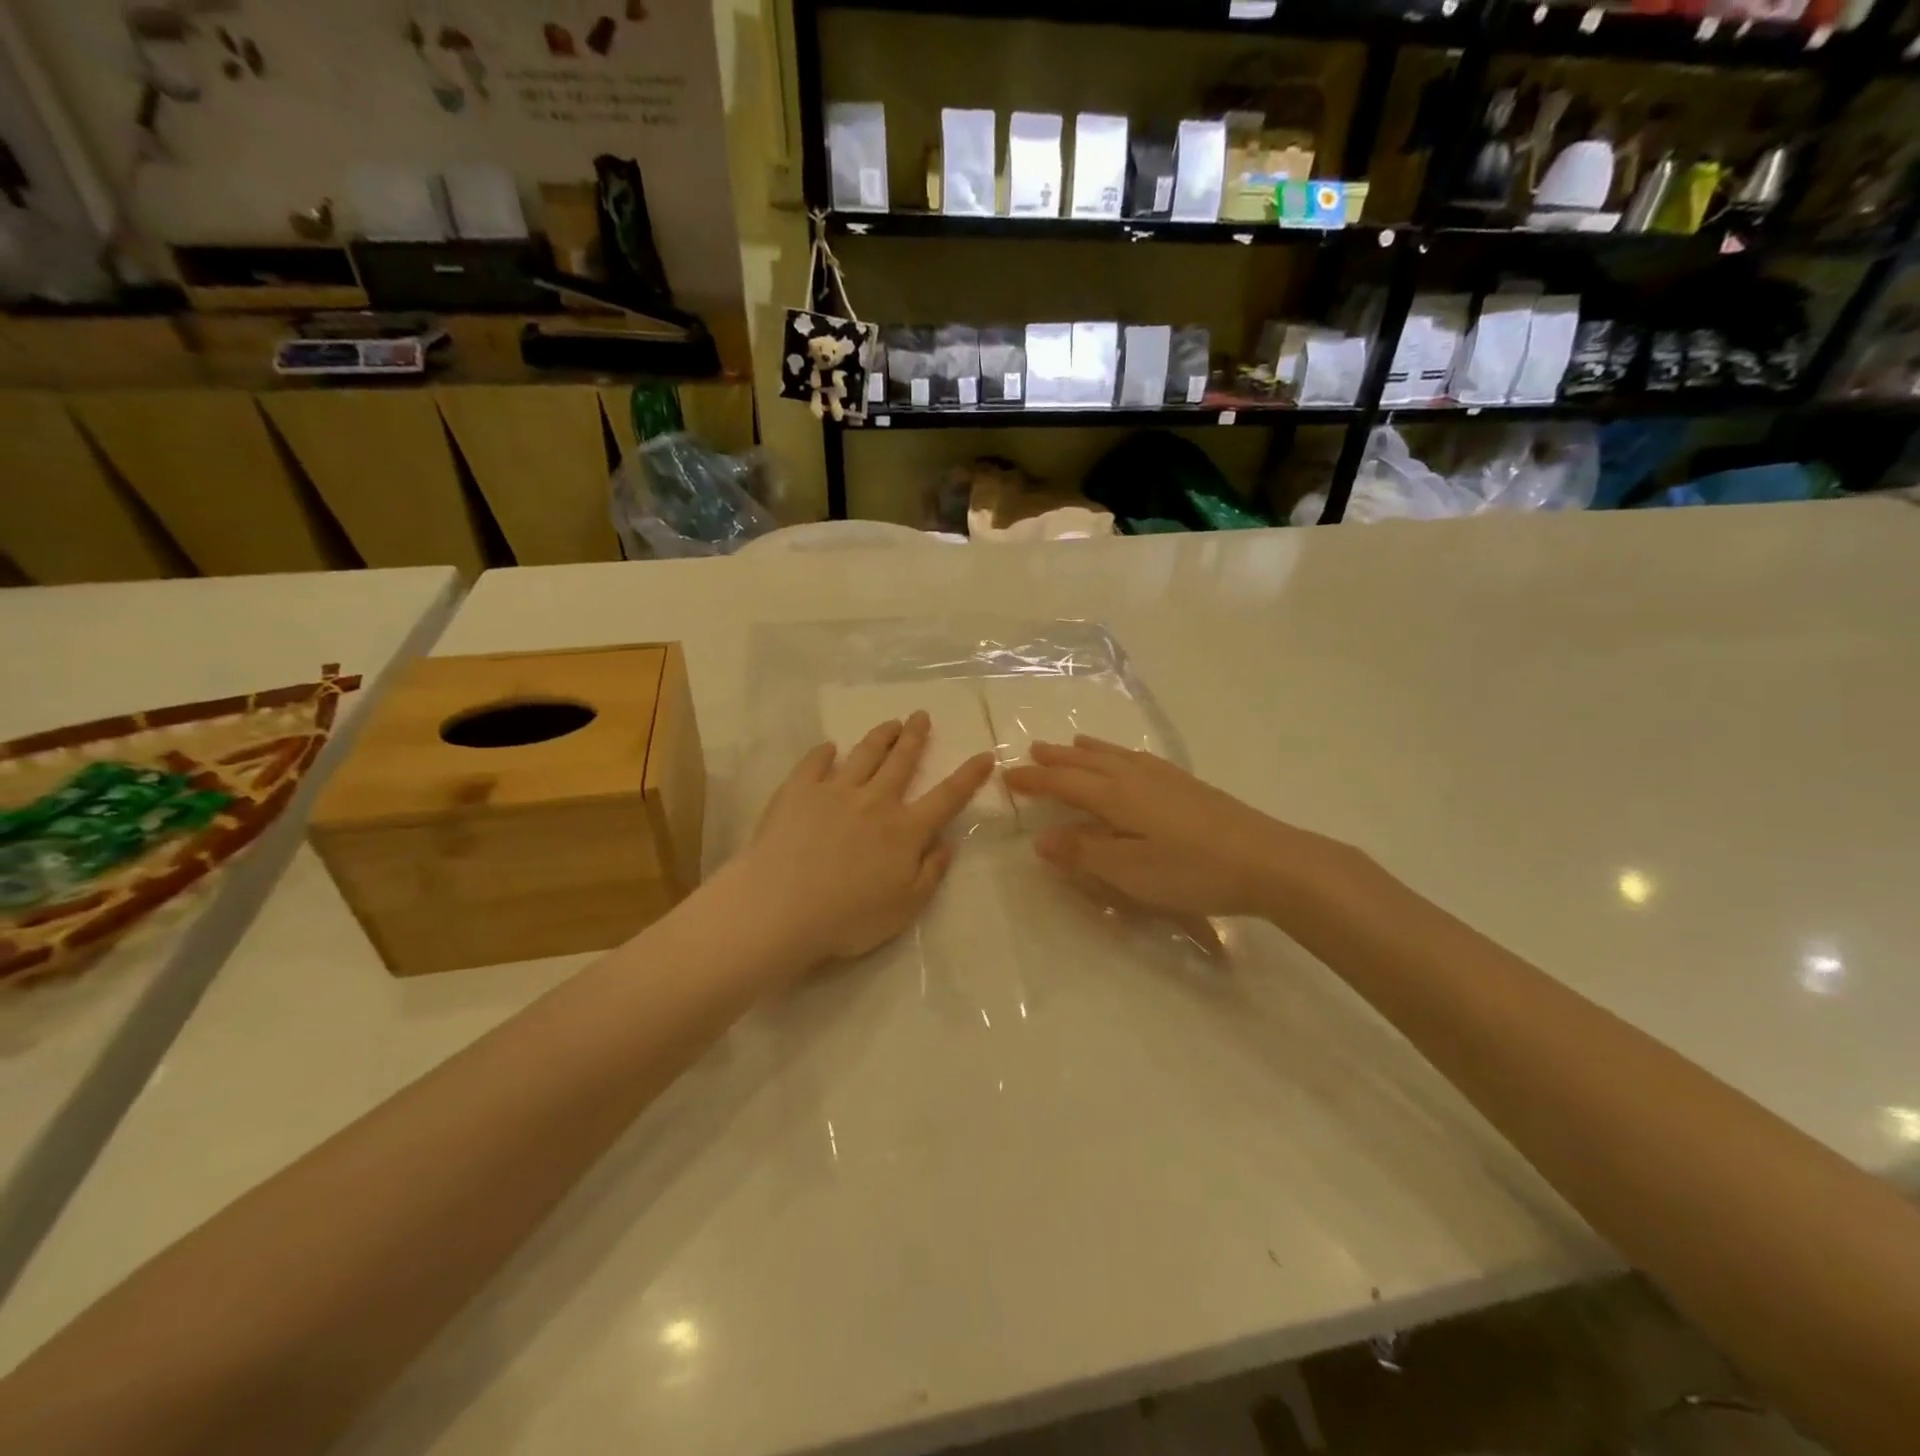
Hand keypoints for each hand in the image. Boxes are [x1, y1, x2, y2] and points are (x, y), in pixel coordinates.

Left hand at [732, 712, 993, 967]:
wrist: (781, 908)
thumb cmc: (849, 918)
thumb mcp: (905, 907)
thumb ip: (931, 873)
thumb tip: (948, 843)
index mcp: (905, 830)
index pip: (946, 797)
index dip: (968, 776)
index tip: (984, 755)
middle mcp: (875, 801)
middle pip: (901, 762)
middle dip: (915, 737)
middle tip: (921, 716)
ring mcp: (834, 791)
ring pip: (864, 754)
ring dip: (880, 736)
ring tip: (890, 723)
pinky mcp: (798, 791)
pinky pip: (814, 763)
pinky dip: (824, 753)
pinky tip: (829, 747)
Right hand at [1002, 737, 1342, 920]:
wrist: (1267, 861)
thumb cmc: (1191, 870)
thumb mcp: (1129, 870)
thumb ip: (1084, 852)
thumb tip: (1042, 838)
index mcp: (1115, 795)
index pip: (1064, 783)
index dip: (1035, 780)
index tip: (1008, 776)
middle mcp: (1135, 776)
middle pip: (1087, 762)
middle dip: (1057, 759)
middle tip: (1032, 751)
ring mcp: (1165, 778)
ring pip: (1114, 756)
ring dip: (1087, 752)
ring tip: (1072, 745)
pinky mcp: (1188, 786)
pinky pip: (1138, 759)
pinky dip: (1119, 755)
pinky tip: (1128, 761)